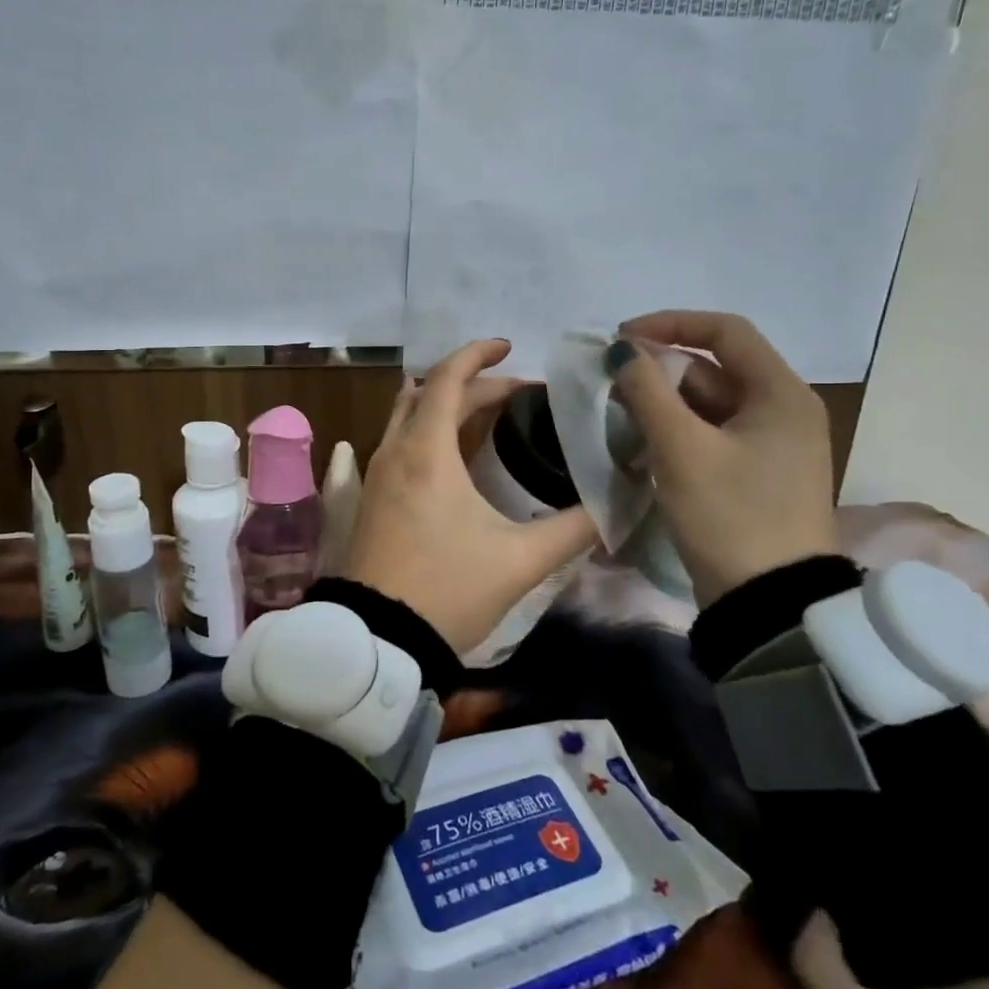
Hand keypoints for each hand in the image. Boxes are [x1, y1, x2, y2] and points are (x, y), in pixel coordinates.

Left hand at [347, 340, 597, 653]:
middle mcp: (394, 451)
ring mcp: (376, 474)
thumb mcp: (520, 560)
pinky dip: (428, 429)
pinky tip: (455, 454)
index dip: (478, 354)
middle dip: (473, 383)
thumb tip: (616, 506)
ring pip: (408, 415)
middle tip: (518, 394)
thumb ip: (573, 528)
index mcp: (426, 451)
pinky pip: (400, 441)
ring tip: (488, 413)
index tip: (510, 347)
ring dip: (445, 404)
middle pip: (430, 393)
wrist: (377, 640)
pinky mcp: (371, 497)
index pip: (447, 378)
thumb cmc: (447, 590)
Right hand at [606, 311, 836, 602]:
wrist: (768, 604)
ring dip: (665, 402)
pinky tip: (643, 443)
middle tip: (612, 383)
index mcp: (781, 393)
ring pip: (710, 404)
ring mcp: (772, 446)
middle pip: (715, 368)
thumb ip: (647, 390)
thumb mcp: (681, 448)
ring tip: (619, 414)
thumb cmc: (729, 515)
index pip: (725, 331)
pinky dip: (678, 431)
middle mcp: (783, 410)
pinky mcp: (756, 475)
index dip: (670, 324)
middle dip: (661, 370)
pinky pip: (712, 435)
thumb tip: (621, 350)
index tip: (621, 338)